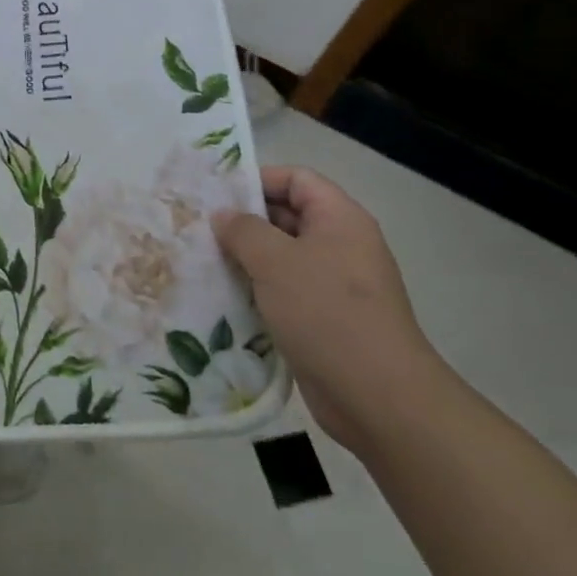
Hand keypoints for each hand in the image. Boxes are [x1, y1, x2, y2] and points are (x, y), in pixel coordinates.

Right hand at [213, 166, 441, 453]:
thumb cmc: (325, 312)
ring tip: (203, 260)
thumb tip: (223, 215)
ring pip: (283, 257)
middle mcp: (341, 245)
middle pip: (288, 216)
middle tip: (199, 228)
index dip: (258, 179)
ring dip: (246, 258)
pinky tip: (224, 297)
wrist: (377, 396)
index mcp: (339, 219)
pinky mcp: (325, 319)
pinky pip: (285, 291)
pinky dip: (257, 290)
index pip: (297, 179)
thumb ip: (243, 230)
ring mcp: (334, 284)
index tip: (216, 194)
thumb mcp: (275, 261)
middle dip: (244, 221)